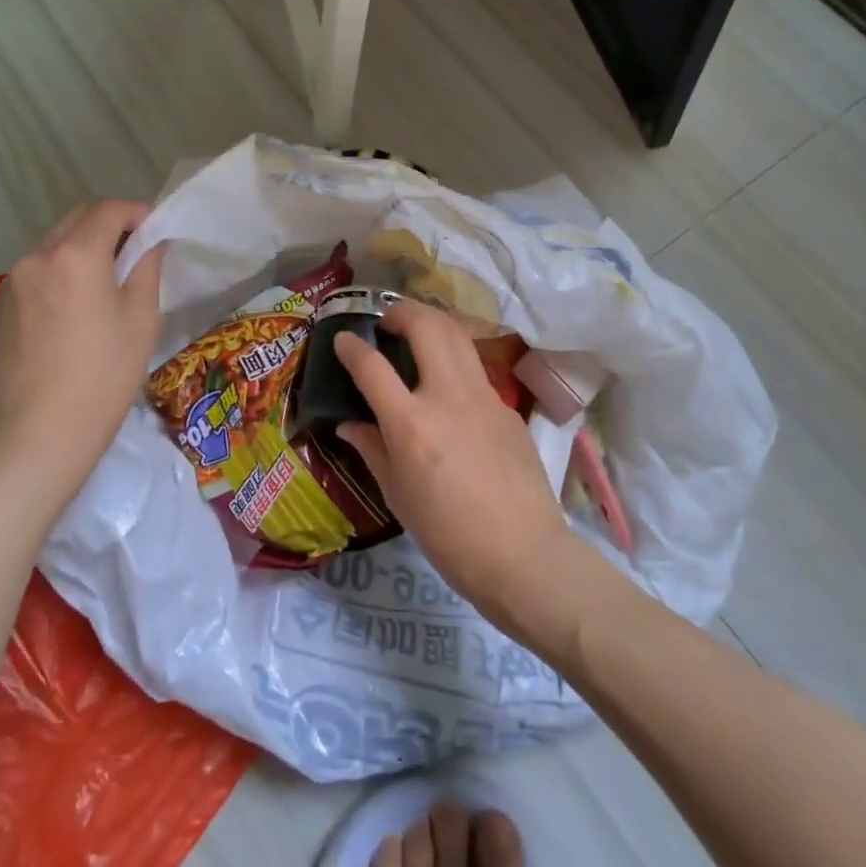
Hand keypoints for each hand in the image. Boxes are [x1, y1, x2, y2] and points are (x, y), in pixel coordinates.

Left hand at [0, 199, 165, 486]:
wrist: (42, 434)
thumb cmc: (105, 375)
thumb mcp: (142, 319)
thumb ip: (147, 269)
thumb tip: (150, 244)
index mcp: (76, 255)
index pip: (109, 210)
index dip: (138, 213)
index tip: (156, 233)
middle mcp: (37, 257)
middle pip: (76, 219)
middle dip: (109, 224)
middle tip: (135, 252)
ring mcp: (11, 283)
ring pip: (53, 244)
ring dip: (82, 247)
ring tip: (106, 280)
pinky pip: (36, 272)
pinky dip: (60, 272)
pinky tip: (74, 308)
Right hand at [334, 300, 572, 619]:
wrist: (523, 554)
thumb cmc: (448, 535)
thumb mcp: (398, 495)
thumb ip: (371, 449)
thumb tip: (349, 425)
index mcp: (411, 423)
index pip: (372, 366)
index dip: (351, 347)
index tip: (342, 339)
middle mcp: (448, 396)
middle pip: (426, 326)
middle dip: (401, 312)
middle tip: (386, 322)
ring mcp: (484, 397)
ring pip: (457, 335)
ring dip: (432, 323)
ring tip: (416, 332)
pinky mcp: (507, 407)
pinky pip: (475, 370)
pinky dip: (454, 360)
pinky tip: (448, 385)